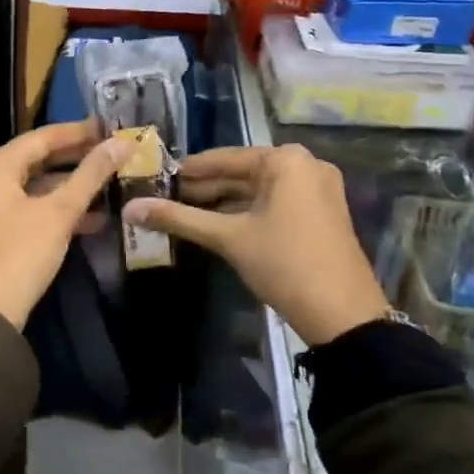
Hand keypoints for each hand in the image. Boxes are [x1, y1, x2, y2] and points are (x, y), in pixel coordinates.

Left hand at [0, 120, 129, 329]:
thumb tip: (121, 144)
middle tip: (115, 151)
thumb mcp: (60, 212)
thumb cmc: (22, 252)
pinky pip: (36, 206)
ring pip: (40, 184)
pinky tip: (97, 217)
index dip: (78, 132)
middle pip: (40, 158)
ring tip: (113, 181)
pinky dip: (62, 208)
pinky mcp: (4, 228)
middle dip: (78, 157)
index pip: (42, 137)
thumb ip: (90, 175)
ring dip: (74, 185)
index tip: (111, 127)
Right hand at [123, 145, 390, 346]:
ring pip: (255, 190)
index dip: (187, 170)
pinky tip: (213, 225)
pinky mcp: (319, 213)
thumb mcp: (227, 238)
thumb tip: (130, 208)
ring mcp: (316, 190)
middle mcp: (304, 165)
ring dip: (221, 202)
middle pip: (240, 173)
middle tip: (162, 198)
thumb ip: (178, 218)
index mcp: (285, 160)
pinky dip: (244, 213)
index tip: (154, 177)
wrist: (343, 315)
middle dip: (203, 188)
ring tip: (180, 213)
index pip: (223, 158)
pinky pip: (272, 203)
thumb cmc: (284, 263)